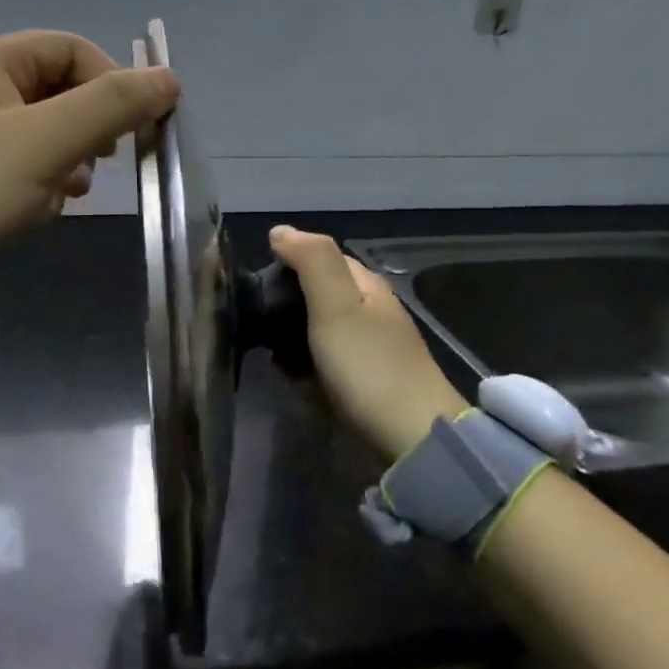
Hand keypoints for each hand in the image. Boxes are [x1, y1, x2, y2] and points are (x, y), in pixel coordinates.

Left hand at [0, 31, 179, 277]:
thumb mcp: (46, 141)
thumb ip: (112, 105)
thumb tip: (170, 78)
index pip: (75, 49)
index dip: (113, 81)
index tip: (133, 129)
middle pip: (64, 88)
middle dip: (91, 125)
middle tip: (103, 161)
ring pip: (49, 130)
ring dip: (72, 157)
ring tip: (70, 190)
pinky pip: (27, 163)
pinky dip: (46, 181)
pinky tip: (45, 208)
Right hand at [268, 225, 464, 460]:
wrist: (412, 438)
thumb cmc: (368, 364)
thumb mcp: (336, 304)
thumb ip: (311, 260)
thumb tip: (280, 230)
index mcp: (365, 284)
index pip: (319, 257)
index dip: (286, 264)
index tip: (256, 287)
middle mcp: (369, 310)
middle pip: (315, 295)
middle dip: (284, 306)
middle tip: (256, 324)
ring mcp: (369, 348)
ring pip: (316, 331)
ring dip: (290, 339)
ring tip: (267, 353)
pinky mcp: (364, 382)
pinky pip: (323, 363)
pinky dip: (304, 366)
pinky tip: (290, 378)